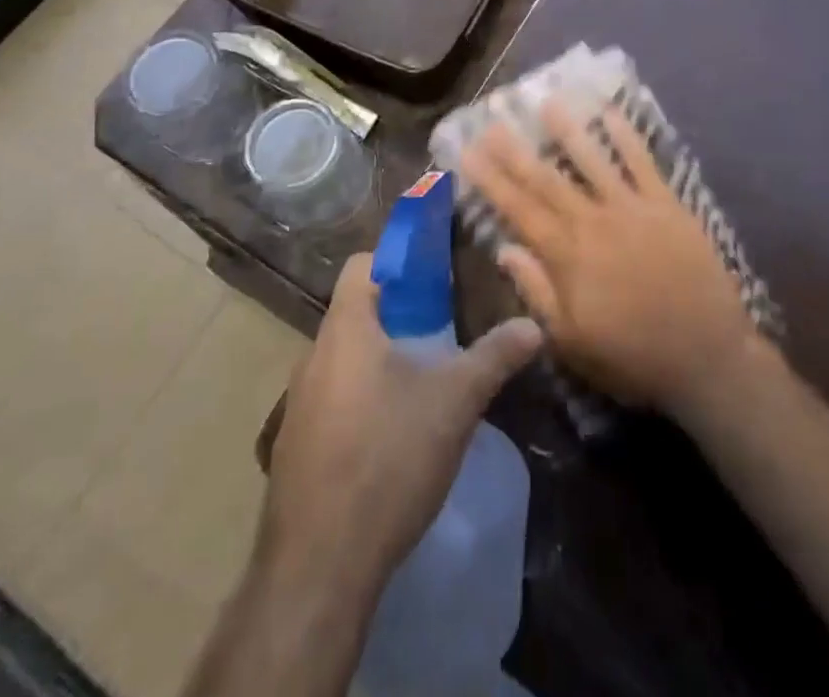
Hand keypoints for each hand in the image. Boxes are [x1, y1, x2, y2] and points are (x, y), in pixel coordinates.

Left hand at [258, 254, 541, 604]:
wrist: (319, 566)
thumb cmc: (387, 459)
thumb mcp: (454, 403)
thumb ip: (494, 357)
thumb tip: (534, 325)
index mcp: (345, 330)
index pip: (361, 265)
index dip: (397, 262)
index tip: (434, 281)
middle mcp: (312, 356)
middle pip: (355, 312)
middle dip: (398, 316)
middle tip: (441, 333)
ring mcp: (297, 404)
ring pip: (344, 359)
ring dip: (380, 360)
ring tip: (422, 384)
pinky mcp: (294, 447)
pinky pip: (331, 400)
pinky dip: (361, 400)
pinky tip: (392, 436)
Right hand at [460, 99, 759, 423]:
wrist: (707, 356)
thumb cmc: (632, 356)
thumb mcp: (571, 342)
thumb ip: (536, 292)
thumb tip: (504, 249)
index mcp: (567, 256)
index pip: (518, 209)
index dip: (490, 180)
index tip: (466, 152)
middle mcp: (594, 221)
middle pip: (547, 179)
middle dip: (516, 150)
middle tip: (493, 119)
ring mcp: (632, 208)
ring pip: (592, 160)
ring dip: (568, 130)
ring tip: (547, 101)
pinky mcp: (667, 204)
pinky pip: (643, 162)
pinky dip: (626, 136)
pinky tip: (610, 113)